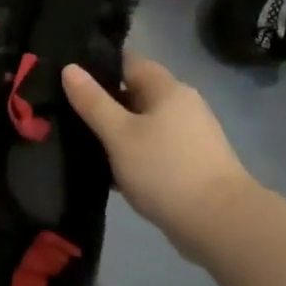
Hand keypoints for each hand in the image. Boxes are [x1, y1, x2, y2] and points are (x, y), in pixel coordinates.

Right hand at [62, 53, 257, 249]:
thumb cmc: (165, 170)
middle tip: (65, 112)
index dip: (97, 65)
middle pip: (135, 93)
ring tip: (79, 142)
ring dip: (116, 132)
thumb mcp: (120, 134)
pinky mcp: (191, 164)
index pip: (128, 62)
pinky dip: (132, 155)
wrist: (219, 224)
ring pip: (143, 124)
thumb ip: (93, 102)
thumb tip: (69, 68)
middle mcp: (182, 105)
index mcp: (167, 89)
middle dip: (103, 102)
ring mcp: (189, 136)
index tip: (67, 76)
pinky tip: (108, 171)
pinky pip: (153, 149)